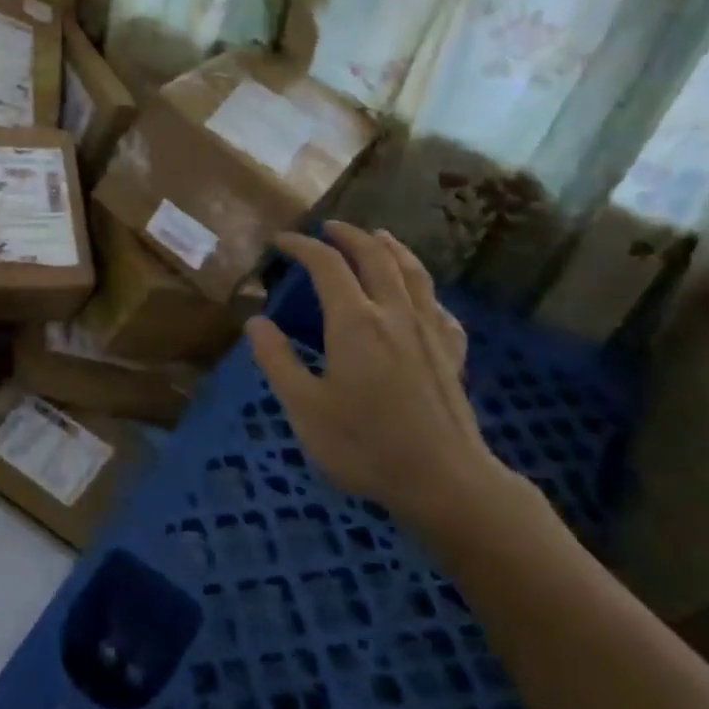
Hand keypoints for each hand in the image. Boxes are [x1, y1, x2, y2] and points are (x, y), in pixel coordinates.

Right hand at [246, 223, 519, 539]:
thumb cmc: (365, 445)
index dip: (302, 246)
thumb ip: (277, 360)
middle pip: (375, 256)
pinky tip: (420, 299)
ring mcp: (429, 332)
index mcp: (354, 322)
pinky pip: (439, 307)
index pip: (326, 265)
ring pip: (413, 273)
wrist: (445, 481)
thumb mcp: (304, 407)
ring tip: (379, 237)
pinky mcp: (452, 354)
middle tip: (328, 227)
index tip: (281, 241)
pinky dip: (424, 291)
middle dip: (349, 235)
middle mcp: (394, 314)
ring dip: (392, 248)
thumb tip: (256, 321)